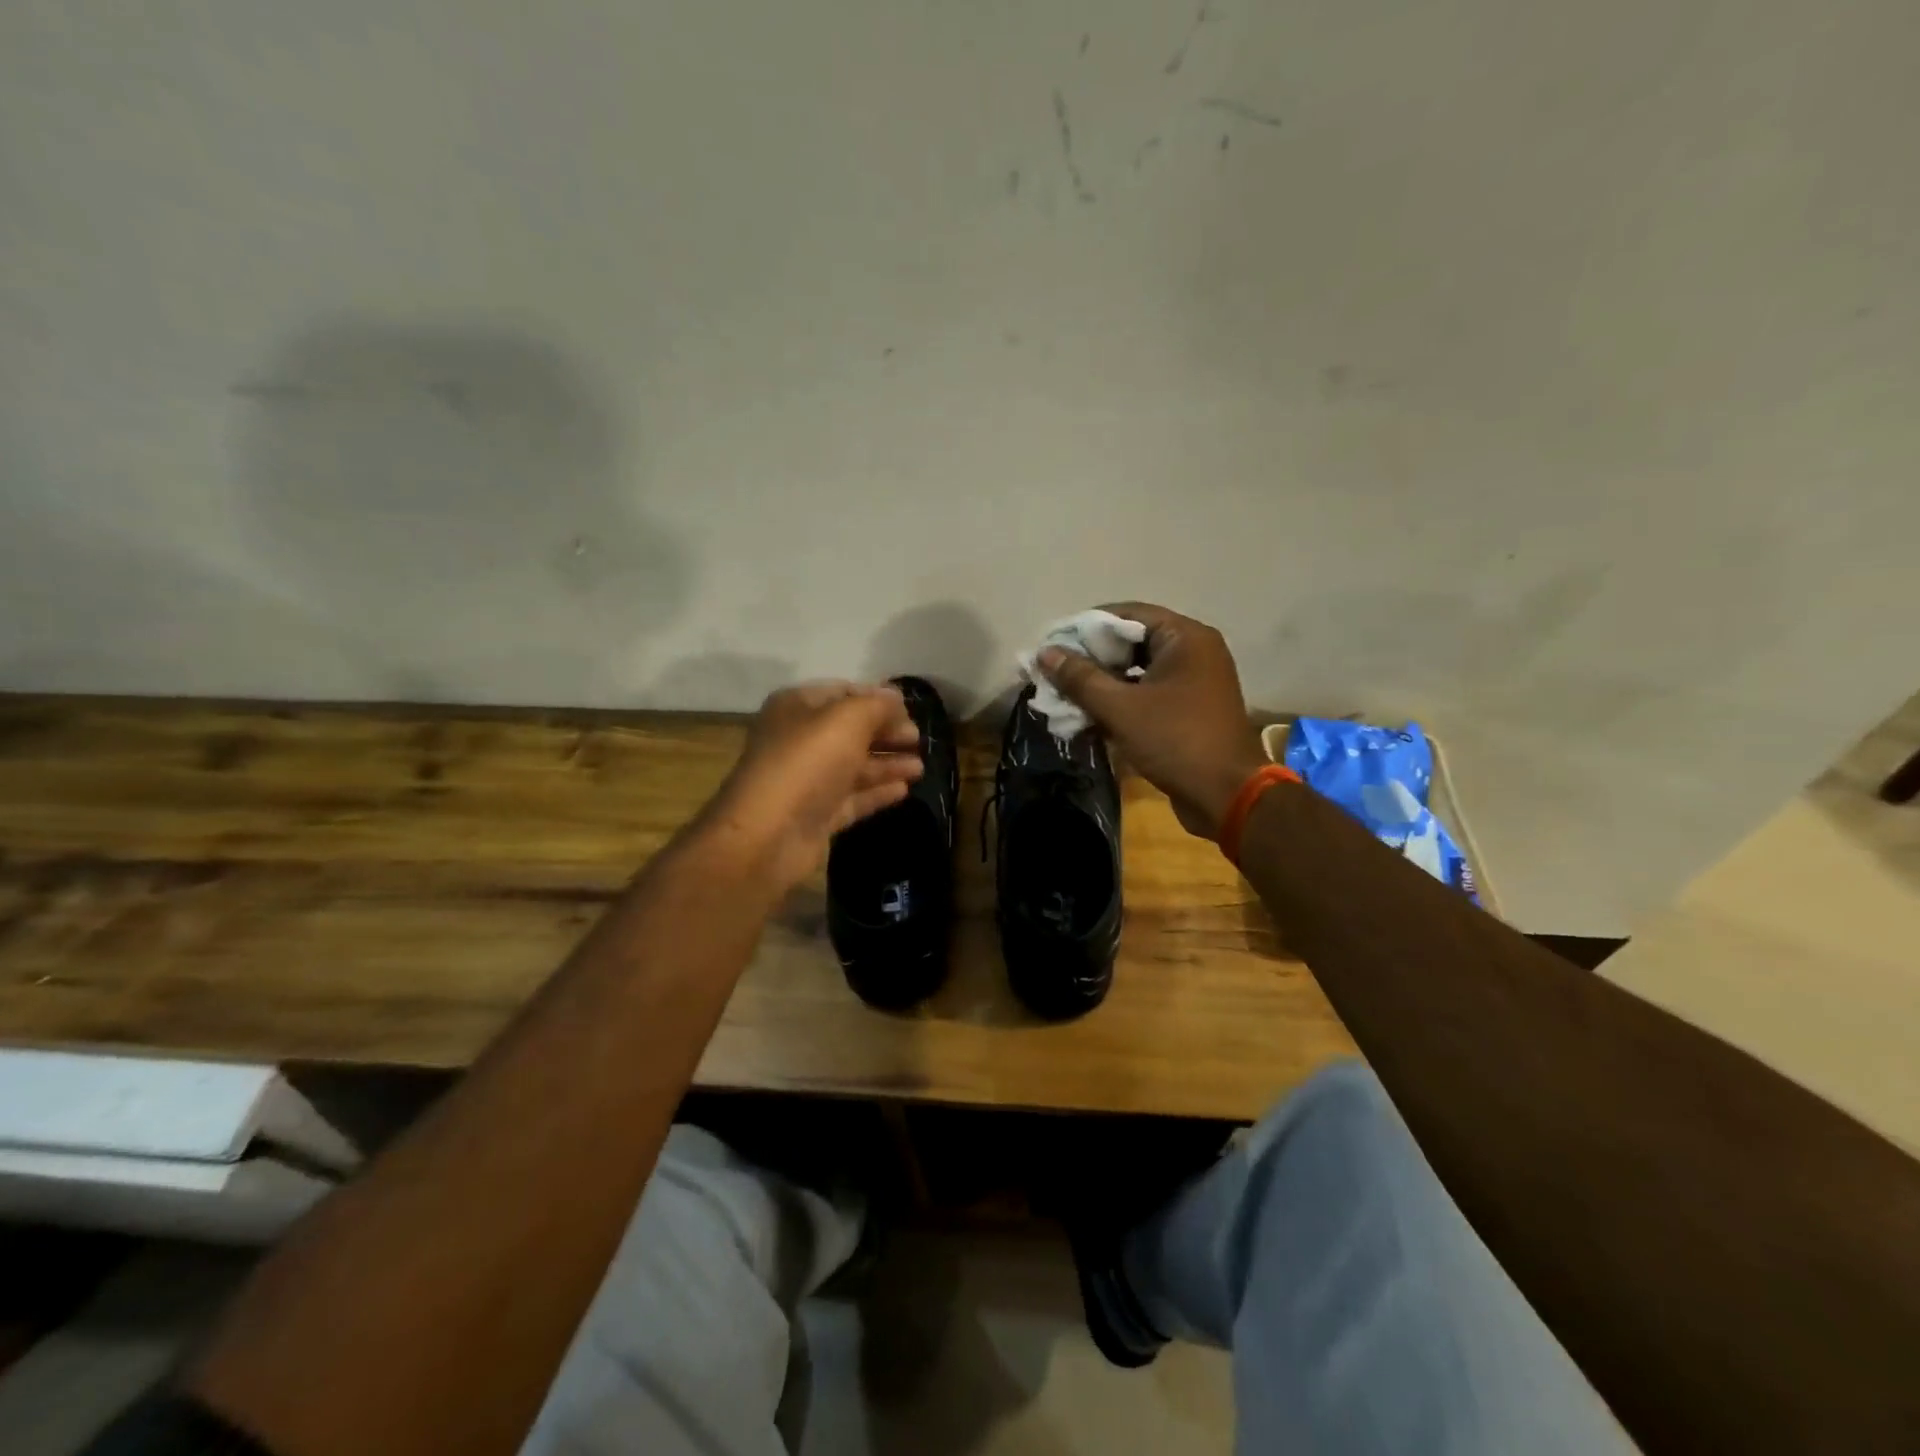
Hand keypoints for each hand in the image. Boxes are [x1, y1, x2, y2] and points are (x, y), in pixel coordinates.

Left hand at [705, 681, 923, 890]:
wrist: (768, 834)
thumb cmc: (807, 763)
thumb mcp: (847, 719)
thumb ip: (877, 705)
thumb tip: (897, 698)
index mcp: (797, 707)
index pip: (844, 692)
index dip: (878, 698)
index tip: (910, 709)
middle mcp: (800, 739)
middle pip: (851, 730)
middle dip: (886, 733)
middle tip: (918, 740)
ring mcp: (807, 780)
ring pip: (854, 766)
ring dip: (888, 764)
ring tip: (920, 767)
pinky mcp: (816, 814)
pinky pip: (852, 797)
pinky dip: (877, 792)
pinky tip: (905, 790)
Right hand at [1038, 603, 1267, 840]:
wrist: (1226, 796)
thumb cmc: (1175, 741)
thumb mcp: (1120, 708)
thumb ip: (1080, 678)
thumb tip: (1046, 653)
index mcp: (1186, 637)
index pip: (1128, 613)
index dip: (1087, 625)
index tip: (1054, 641)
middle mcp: (1195, 651)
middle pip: (1133, 640)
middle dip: (1092, 656)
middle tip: (1056, 669)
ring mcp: (1195, 681)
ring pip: (1139, 669)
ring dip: (1104, 681)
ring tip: (1067, 692)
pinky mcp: (1190, 709)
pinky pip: (1149, 692)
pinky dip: (1121, 700)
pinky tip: (1090, 714)